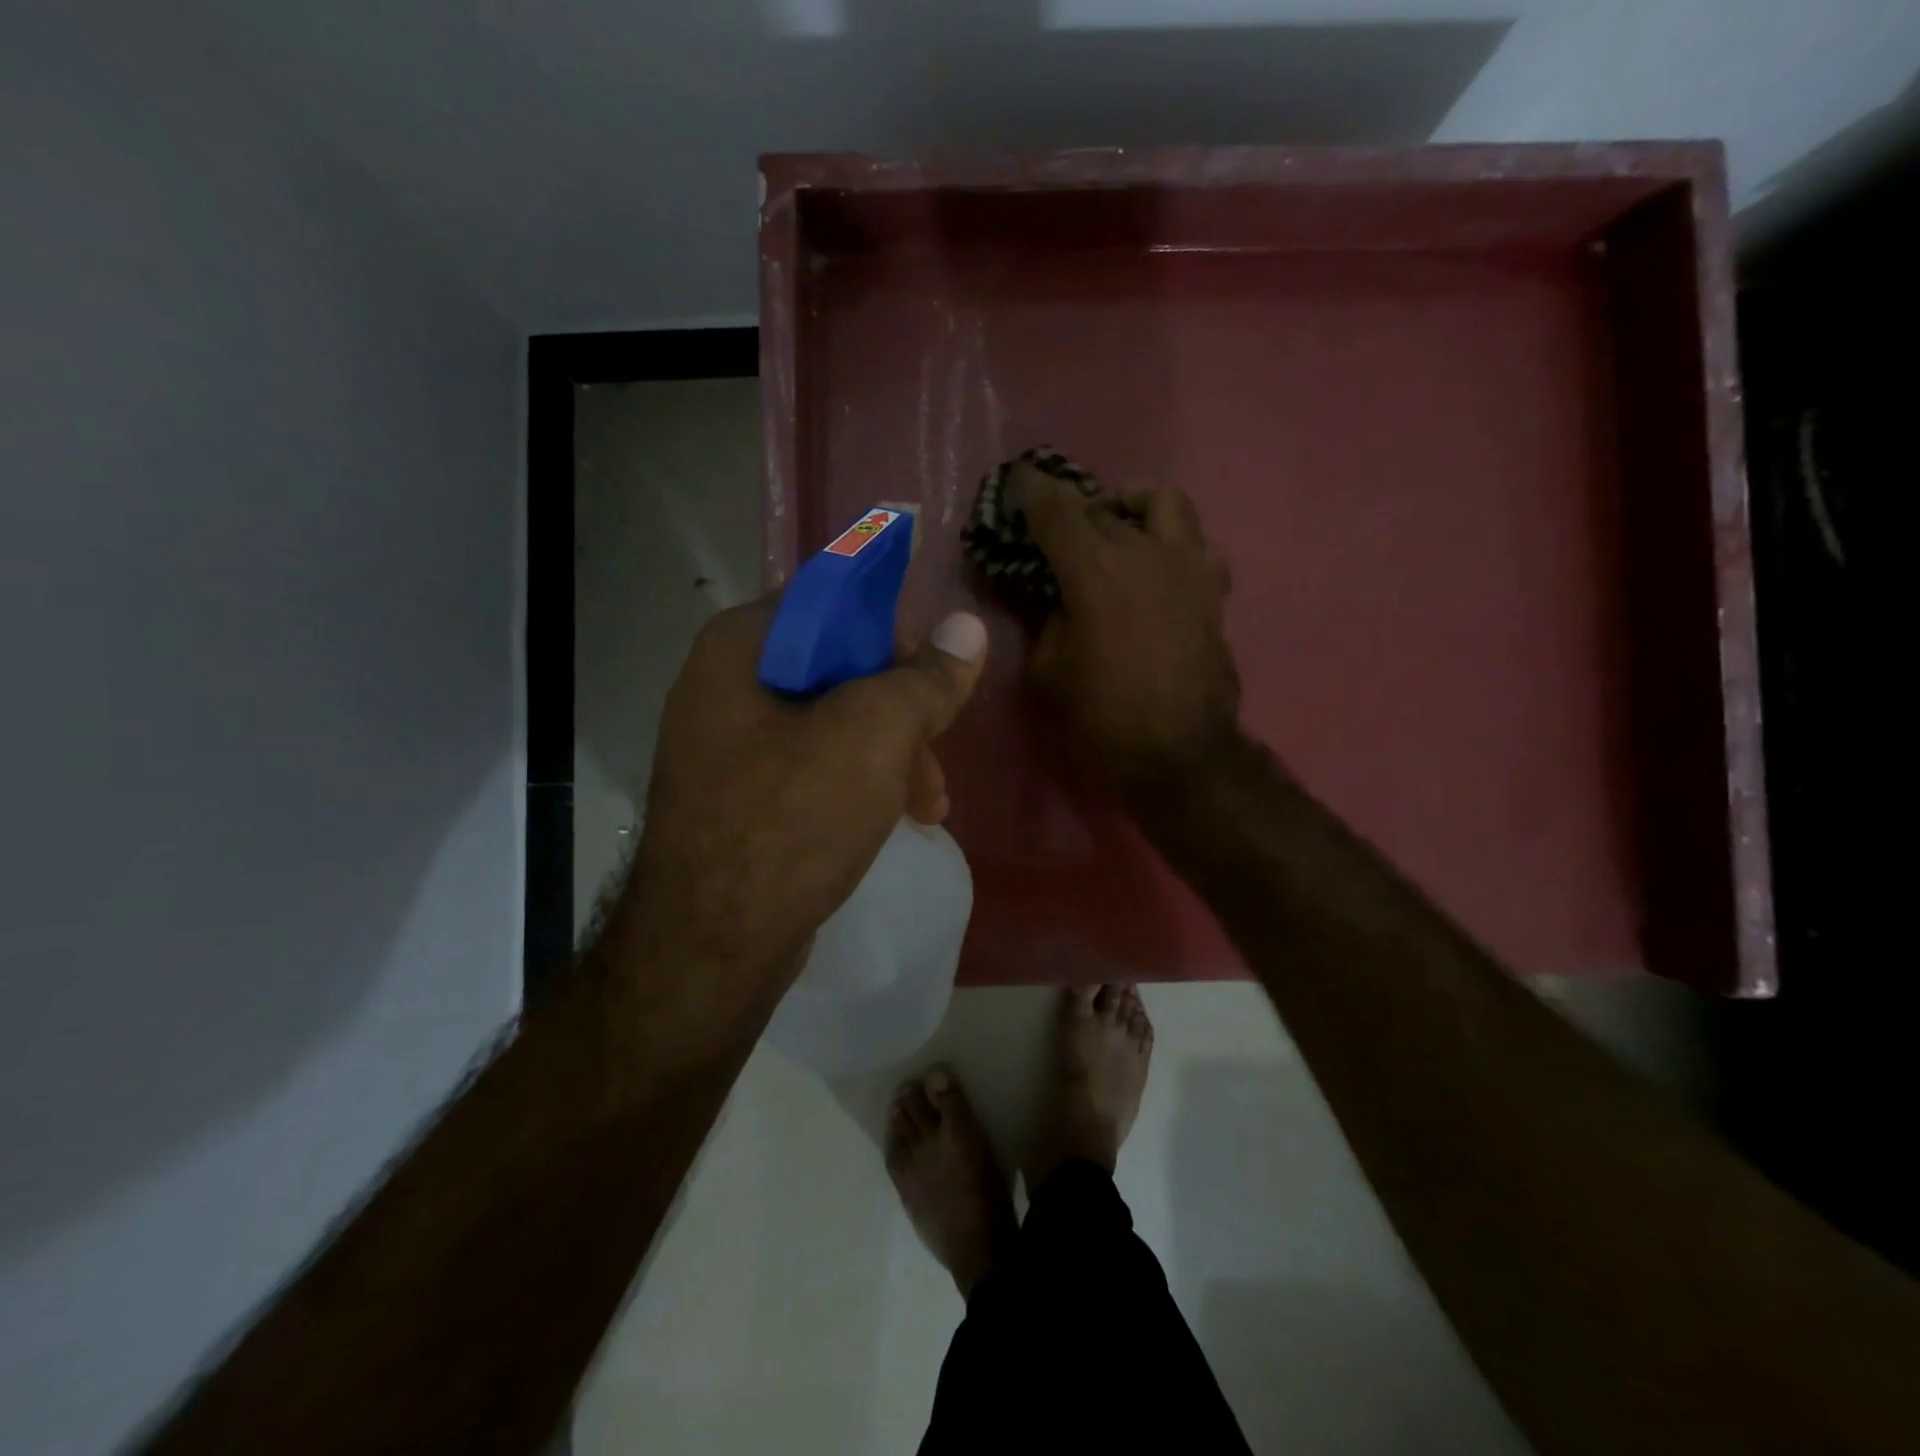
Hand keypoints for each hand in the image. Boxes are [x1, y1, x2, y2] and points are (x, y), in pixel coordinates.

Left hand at [630, 596, 987, 988]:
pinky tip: (898, 819)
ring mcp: (729, 748)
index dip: (891, 630)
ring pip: (833, 725)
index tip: (933, 672)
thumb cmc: (791, 819)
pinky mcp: (742, 799)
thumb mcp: (874, 735)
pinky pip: (814, 769)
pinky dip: (860, 785)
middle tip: (937, 752)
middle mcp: (725, 687)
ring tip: (931, 805)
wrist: (712, 947)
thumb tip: (967, 626)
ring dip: (891, 756)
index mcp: (740, 648)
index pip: (830, 603)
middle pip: (837, 670)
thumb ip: (924, 679)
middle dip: (901, 713)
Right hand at [1014, 462, 1240, 795]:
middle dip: (1073, 507)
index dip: (1032, 489)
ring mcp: (1187, 565)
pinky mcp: (1213, 589)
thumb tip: (1056, 595)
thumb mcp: (1048, 667)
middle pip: (1104, 505)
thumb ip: (1047, 617)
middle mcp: (1145, 550)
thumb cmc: (1101, 716)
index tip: (1019, 478)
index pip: (1057, 508)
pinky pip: (1195, 542)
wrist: (1178, 754)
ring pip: (1163, 502)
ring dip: (1132, 505)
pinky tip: (1155, 565)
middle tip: (1055, 523)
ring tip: (1116, 526)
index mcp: (1095, 568)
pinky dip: (1170, 541)